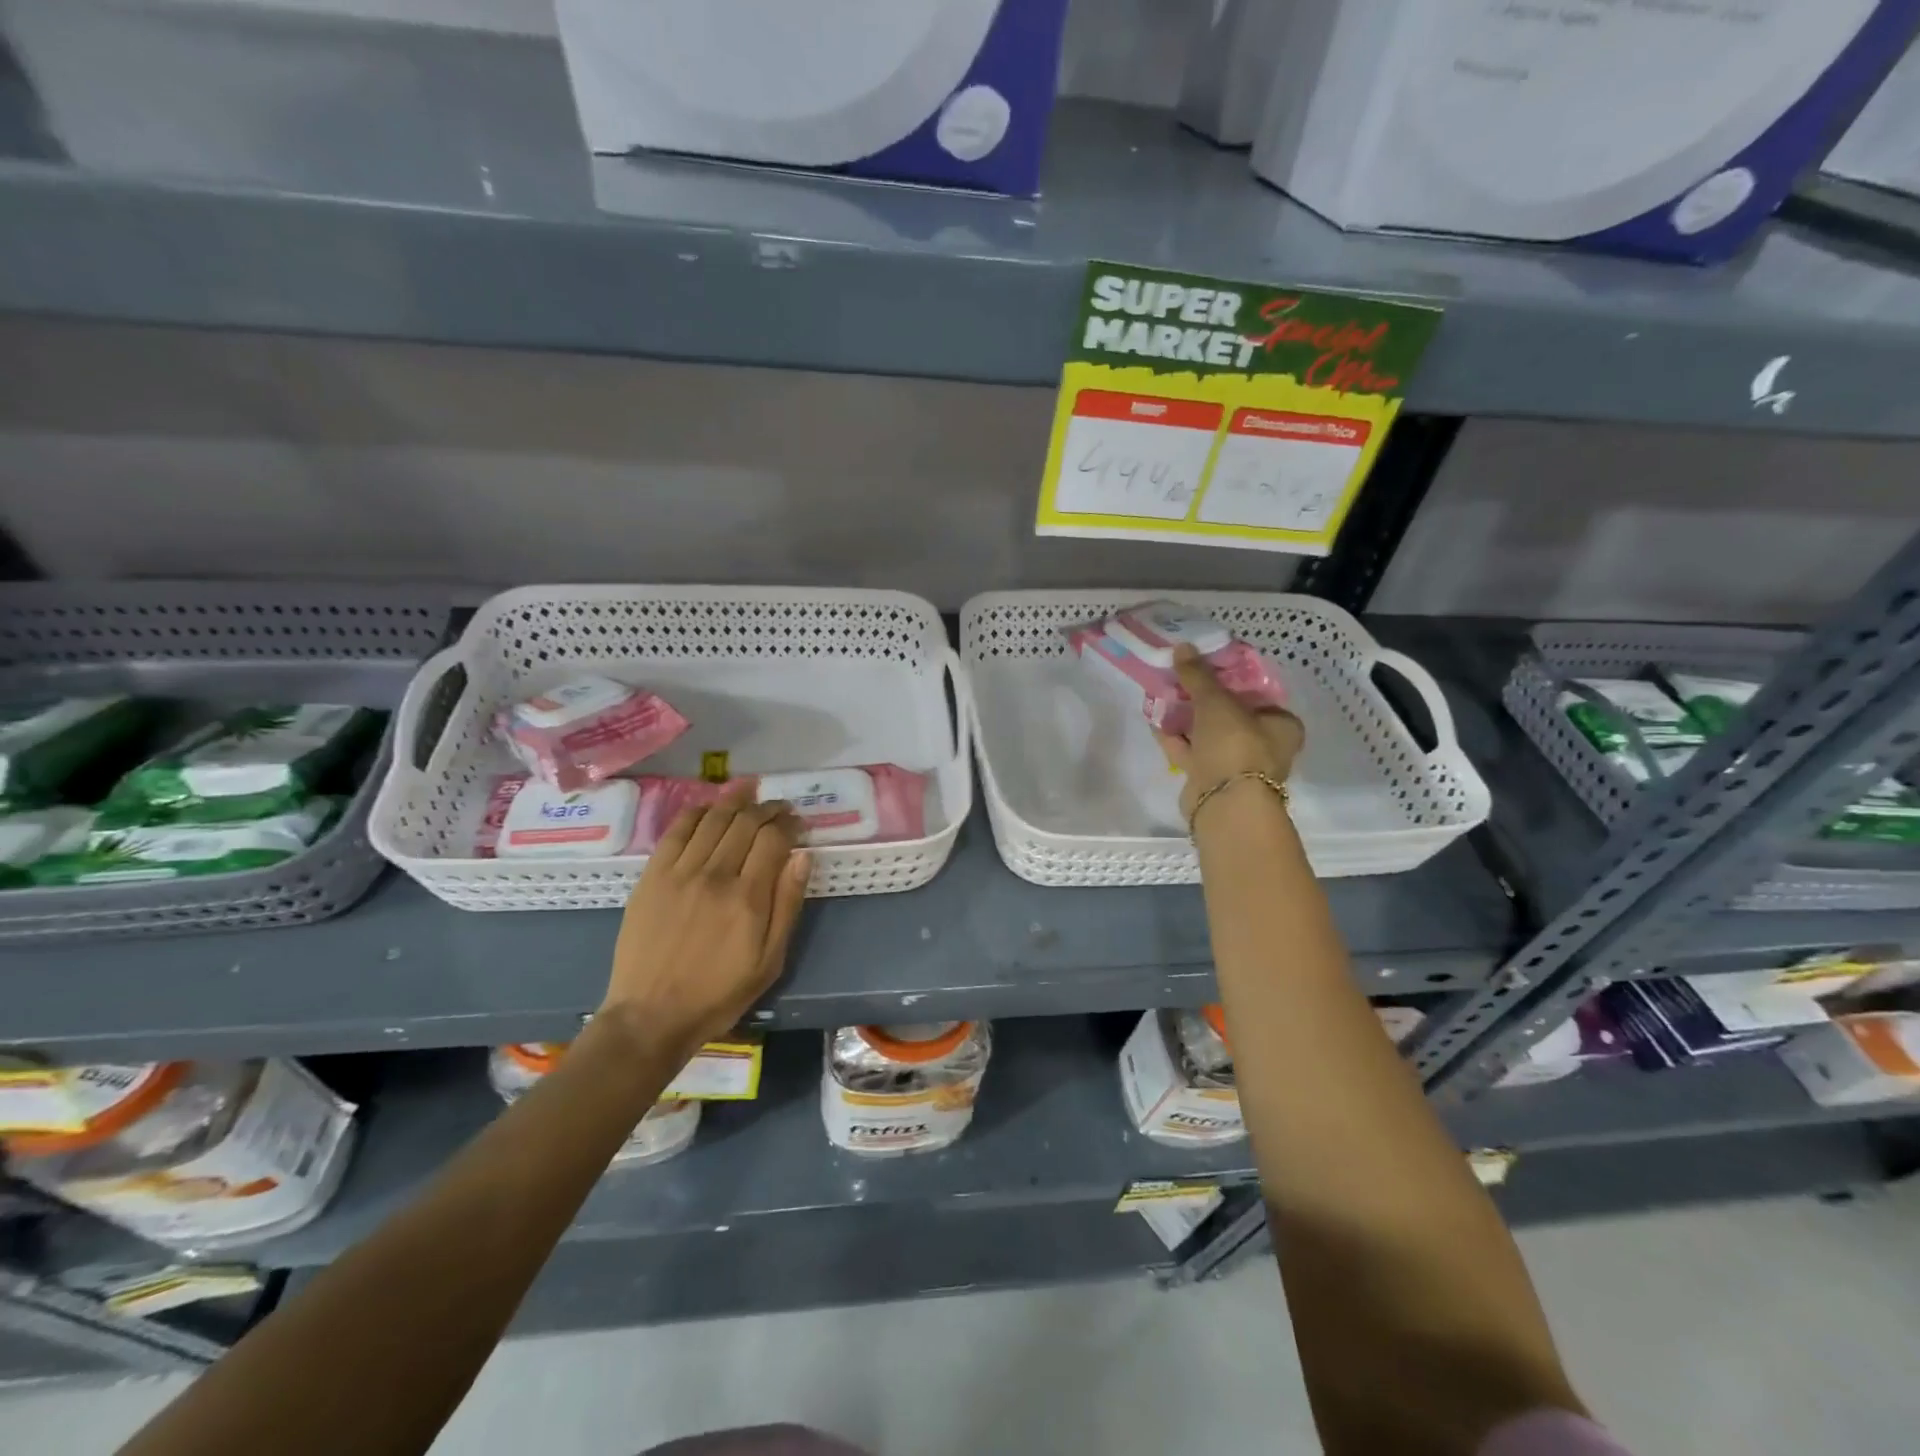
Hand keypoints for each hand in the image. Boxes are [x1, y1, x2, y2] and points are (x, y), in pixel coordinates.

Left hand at [602, 789, 809, 1058]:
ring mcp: (679, 872)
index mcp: (748, 898)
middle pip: (745, 822)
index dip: (789, 824)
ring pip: (713, 819)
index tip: (797, 823)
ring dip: (735, 800)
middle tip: (779, 807)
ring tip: (750, 791)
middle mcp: (715, 875)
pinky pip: (676, 831)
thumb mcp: (770, 960)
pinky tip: (710, 807)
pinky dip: (697, 812)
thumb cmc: (719, 994)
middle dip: (767, 808)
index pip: (773, 839)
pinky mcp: (652, 876)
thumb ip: (788, 904)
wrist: (650, 1015)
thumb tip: (803, 856)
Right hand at [1157, 643, 1305, 822]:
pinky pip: (1192, 752)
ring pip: (1208, 733)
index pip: (1257, 692)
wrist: (1224, 803)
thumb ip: (1198, 674)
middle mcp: (1264, 744)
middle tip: (1178, 678)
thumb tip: (1183, 646)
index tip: (1204, 666)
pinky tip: (1155, 720)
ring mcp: (1236, 764)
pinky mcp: (1211, 779)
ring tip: (1161, 695)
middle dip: (1201, 697)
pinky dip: (1176, 738)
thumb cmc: (1234, 744)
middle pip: (1229, 713)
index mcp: (1281, 724)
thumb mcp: (1216, 701)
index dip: (1230, 677)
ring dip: (1185, 717)